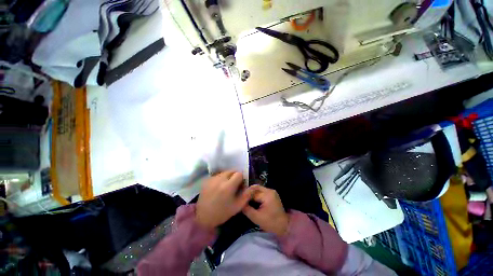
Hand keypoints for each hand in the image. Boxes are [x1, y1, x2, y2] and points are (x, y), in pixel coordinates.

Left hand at [196, 171, 251, 230]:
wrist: (203, 217)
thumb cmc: (222, 213)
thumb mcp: (237, 206)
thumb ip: (247, 195)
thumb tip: (253, 186)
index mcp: (228, 186)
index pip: (239, 173)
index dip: (241, 178)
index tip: (240, 185)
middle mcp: (220, 179)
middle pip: (231, 171)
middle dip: (235, 176)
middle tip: (234, 186)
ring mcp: (212, 179)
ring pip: (224, 172)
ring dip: (228, 177)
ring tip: (226, 187)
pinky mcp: (207, 180)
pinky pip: (217, 175)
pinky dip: (220, 178)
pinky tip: (219, 187)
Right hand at [242, 185, 289, 236]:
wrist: (284, 226)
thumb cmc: (270, 223)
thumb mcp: (256, 218)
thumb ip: (247, 209)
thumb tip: (240, 203)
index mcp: (267, 195)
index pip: (253, 192)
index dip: (245, 195)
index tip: (239, 198)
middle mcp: (270, 190)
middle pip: (256, 188)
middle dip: (248, 192)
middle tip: (241, 197)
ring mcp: (272, 191)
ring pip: (258, 188)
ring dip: (252, 192)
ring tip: (245, 198)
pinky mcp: (272, 193)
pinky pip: (261, 191)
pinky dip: (256, 194)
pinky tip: (252, 199)